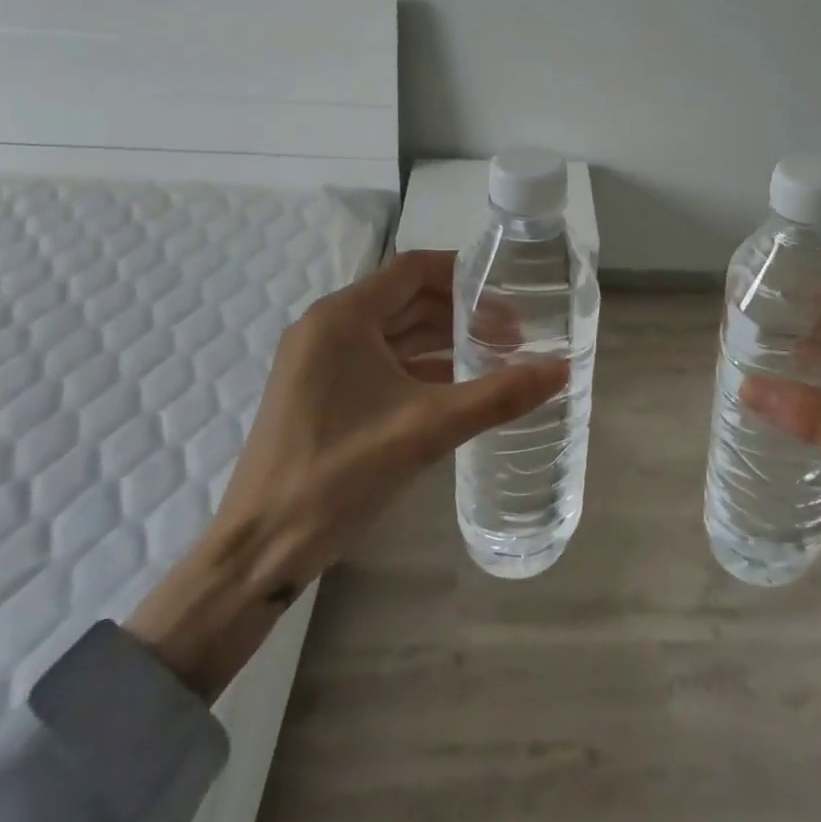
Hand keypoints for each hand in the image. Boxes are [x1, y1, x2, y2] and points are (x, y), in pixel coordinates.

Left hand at [128, 251, 564, 698]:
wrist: (258, 551)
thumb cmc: (338, 475)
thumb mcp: (426, 430)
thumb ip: (497, 396)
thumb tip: (562, 369)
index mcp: (343, 317)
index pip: (414, 270)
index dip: (465, 274)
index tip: (510, 292)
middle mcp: (328, 326)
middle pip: (407, 298)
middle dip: (461, 311)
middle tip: (513, 332)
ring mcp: (321, 360)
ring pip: (395, 332)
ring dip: (443, 340)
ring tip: (496, 356)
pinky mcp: (322, 391)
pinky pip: (381, 361)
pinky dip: (420, 366)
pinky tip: (459, 385)